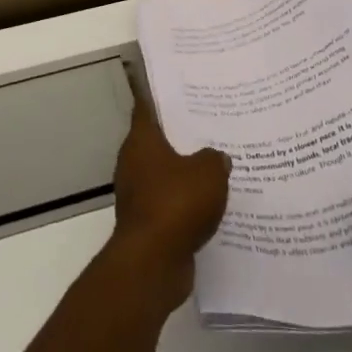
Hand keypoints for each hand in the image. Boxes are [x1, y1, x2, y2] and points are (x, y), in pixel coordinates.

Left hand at [107, 88, 230, 304]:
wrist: (153, 262)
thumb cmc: (176, 203)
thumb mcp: (208, 172)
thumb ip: (215, 158)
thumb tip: (217, 157)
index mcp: (142, 140)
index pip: (147, 107)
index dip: (161, 96)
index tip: (179, 89)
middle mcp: (134, 162)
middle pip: (158, 141)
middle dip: (181, 135)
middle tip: (209, 126)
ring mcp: (138, 194)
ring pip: (165, 174)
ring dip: (185, 172)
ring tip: (216, 165)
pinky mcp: (147, 222)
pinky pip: (170, 203)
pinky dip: (185, 202)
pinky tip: (211, 202)